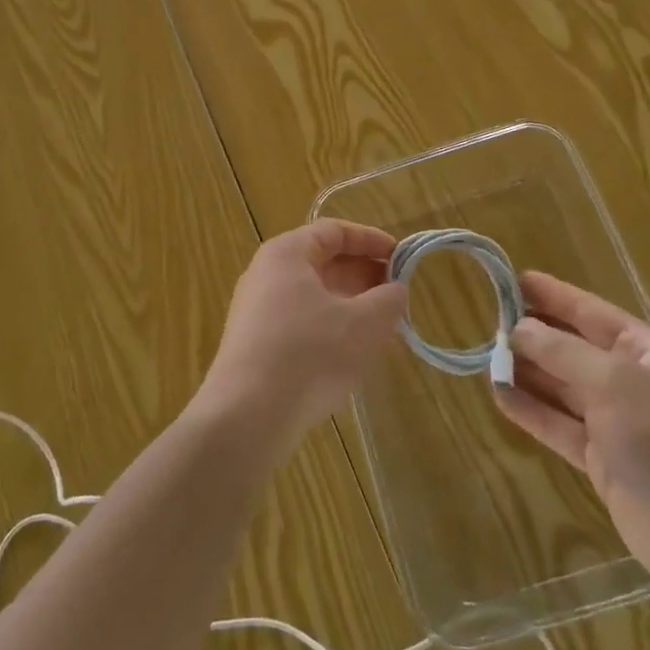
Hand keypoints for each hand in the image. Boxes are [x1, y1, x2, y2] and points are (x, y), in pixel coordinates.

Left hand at [194, 221, 408, 461]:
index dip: (371, 241)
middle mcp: (266, 274)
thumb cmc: (308, 354)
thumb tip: (396, 290)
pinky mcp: (255, 346)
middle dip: (364, 276)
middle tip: (397, 295)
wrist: (246, 417)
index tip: (402, 258)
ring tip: (383, 327)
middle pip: (322, 263)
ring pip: (313, 297)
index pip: (334, 231)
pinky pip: (300, 324)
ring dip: (350, 306)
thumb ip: (388, 301)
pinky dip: (330, 329)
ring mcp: (256, 311)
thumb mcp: (362, 324)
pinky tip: (352, 355)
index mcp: (287, 254)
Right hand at [495, 271, 649, 605]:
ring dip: (527, 372)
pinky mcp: (601, 460)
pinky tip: (498, 395)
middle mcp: (628, 380)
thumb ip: (562, 352)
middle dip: (534, 334)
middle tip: (489, 320)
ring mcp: (615, 422)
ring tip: (485, 356)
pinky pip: (558, 425)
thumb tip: (518, 328)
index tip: (513, 280)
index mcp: (643, 350)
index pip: (590, 312)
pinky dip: (530, 410)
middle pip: (572, 348)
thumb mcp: (612, 382)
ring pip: (561, 387)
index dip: (553, 295)